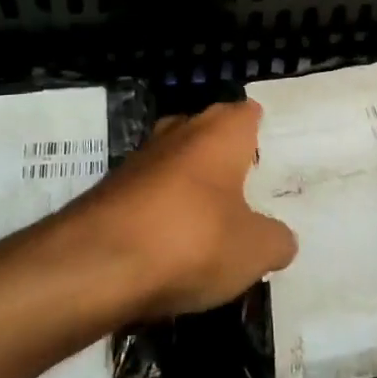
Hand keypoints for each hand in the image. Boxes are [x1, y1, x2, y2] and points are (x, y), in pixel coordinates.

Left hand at [67, 101, 296, 319]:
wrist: (95, 265)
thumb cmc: (192, 240)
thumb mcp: (255, 251)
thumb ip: (276, 241)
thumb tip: (281, 240)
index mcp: (221, 131)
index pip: (248, 113)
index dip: (260, 132)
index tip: (272, 159)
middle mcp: (180, 132)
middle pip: (209, 132)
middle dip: (224, 156)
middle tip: (247, 191)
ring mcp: (139, 159)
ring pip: (175, 162)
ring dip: (190, 185)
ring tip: (211, 222)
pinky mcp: (110, 190)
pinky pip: (148, 194)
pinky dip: (161, 212)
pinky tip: (170, 246)